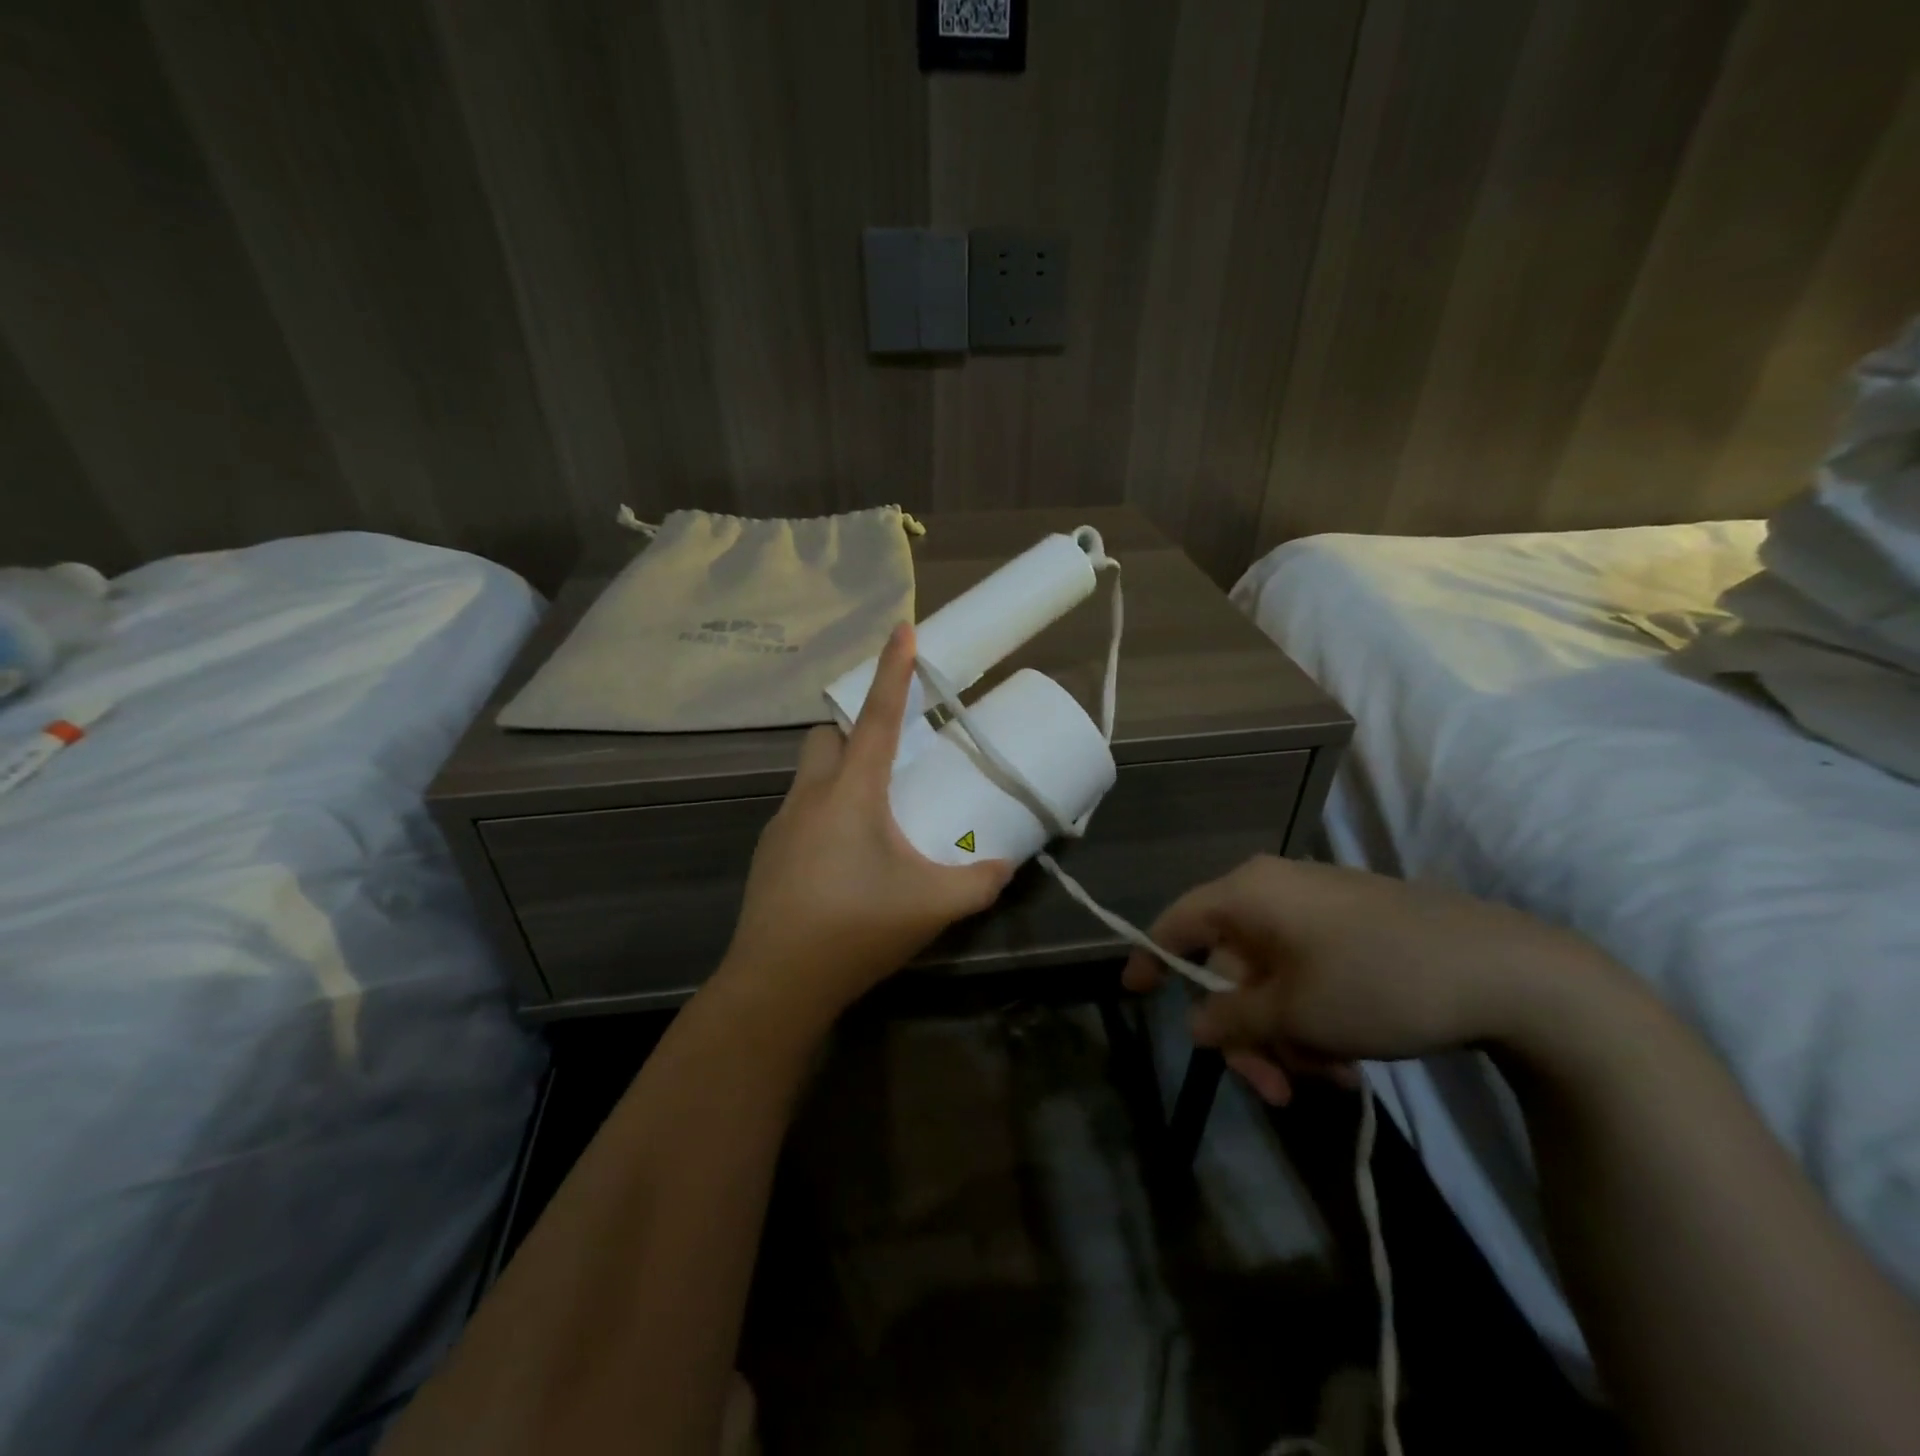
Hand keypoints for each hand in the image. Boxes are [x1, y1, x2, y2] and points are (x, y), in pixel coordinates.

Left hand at [720, 623, 1014, 1022]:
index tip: (902, 628)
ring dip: (839, 775)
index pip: (875, 715)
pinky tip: (846, 859)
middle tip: (890, 757)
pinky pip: (801, 812)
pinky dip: (826, 814)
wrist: (776, 985)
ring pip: (810, 775)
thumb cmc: (855, 928)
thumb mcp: (932, 905)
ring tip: (875, 815)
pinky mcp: (770, 855)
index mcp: (851, 791)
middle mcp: (810, 795)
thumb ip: (979, 882)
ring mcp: (782, 825)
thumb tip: (1004, 866)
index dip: (893, 670)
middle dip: (854, 730)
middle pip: (825, 736)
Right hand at [1122, 855, 1615, 1103]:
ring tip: (1328, 1081)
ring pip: (1273, 979)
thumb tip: (1196, 1024)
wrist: (1510, 972)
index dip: (1151, 957)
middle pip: (1231, 966)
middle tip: (1272, 1091)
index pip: (1178, 921)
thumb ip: (1234, 1020)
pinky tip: (1348, 1061)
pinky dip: (1315, 1019)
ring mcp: (1319, 909)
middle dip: (1247, 1032)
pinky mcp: (1356, 929)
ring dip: (1286, 1036)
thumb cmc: (1379, 983)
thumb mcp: (1296, 1013)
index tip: (1134, 994)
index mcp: (1249, 895)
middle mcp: (1276, 892)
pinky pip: (1310, 975)